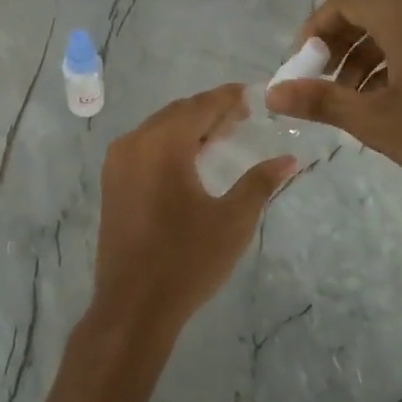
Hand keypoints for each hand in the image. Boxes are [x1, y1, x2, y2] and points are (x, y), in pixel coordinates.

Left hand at [95, 85, 296, 335]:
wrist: (133, 306)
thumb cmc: (187, 260)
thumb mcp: (233, 221)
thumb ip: (260, 182)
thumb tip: (289, 159)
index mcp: (162, 144)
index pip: (199, 106)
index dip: (227, 98)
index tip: (252, 95)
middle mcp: (134, 143)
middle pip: (177, 113)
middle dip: (209, 111)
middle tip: (242, 117)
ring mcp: (117, 163)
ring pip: (158, 129)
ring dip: (189, 127)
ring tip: (221, 136)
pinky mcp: (112, 183)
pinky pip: (144, 147)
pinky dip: (169, 144)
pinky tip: (191, 160)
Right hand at [264, 0, 401, 204]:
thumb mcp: (375, 120)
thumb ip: (320, 100)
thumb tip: (270, 94)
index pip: (343, 2)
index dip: (314, 29)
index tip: (301, 64)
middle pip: (369, 9)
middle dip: (338, 43)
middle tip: (322, 81)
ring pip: (395, 23)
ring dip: (365, 52)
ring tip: (351, 96)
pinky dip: (394, 55)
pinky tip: (389, 95)